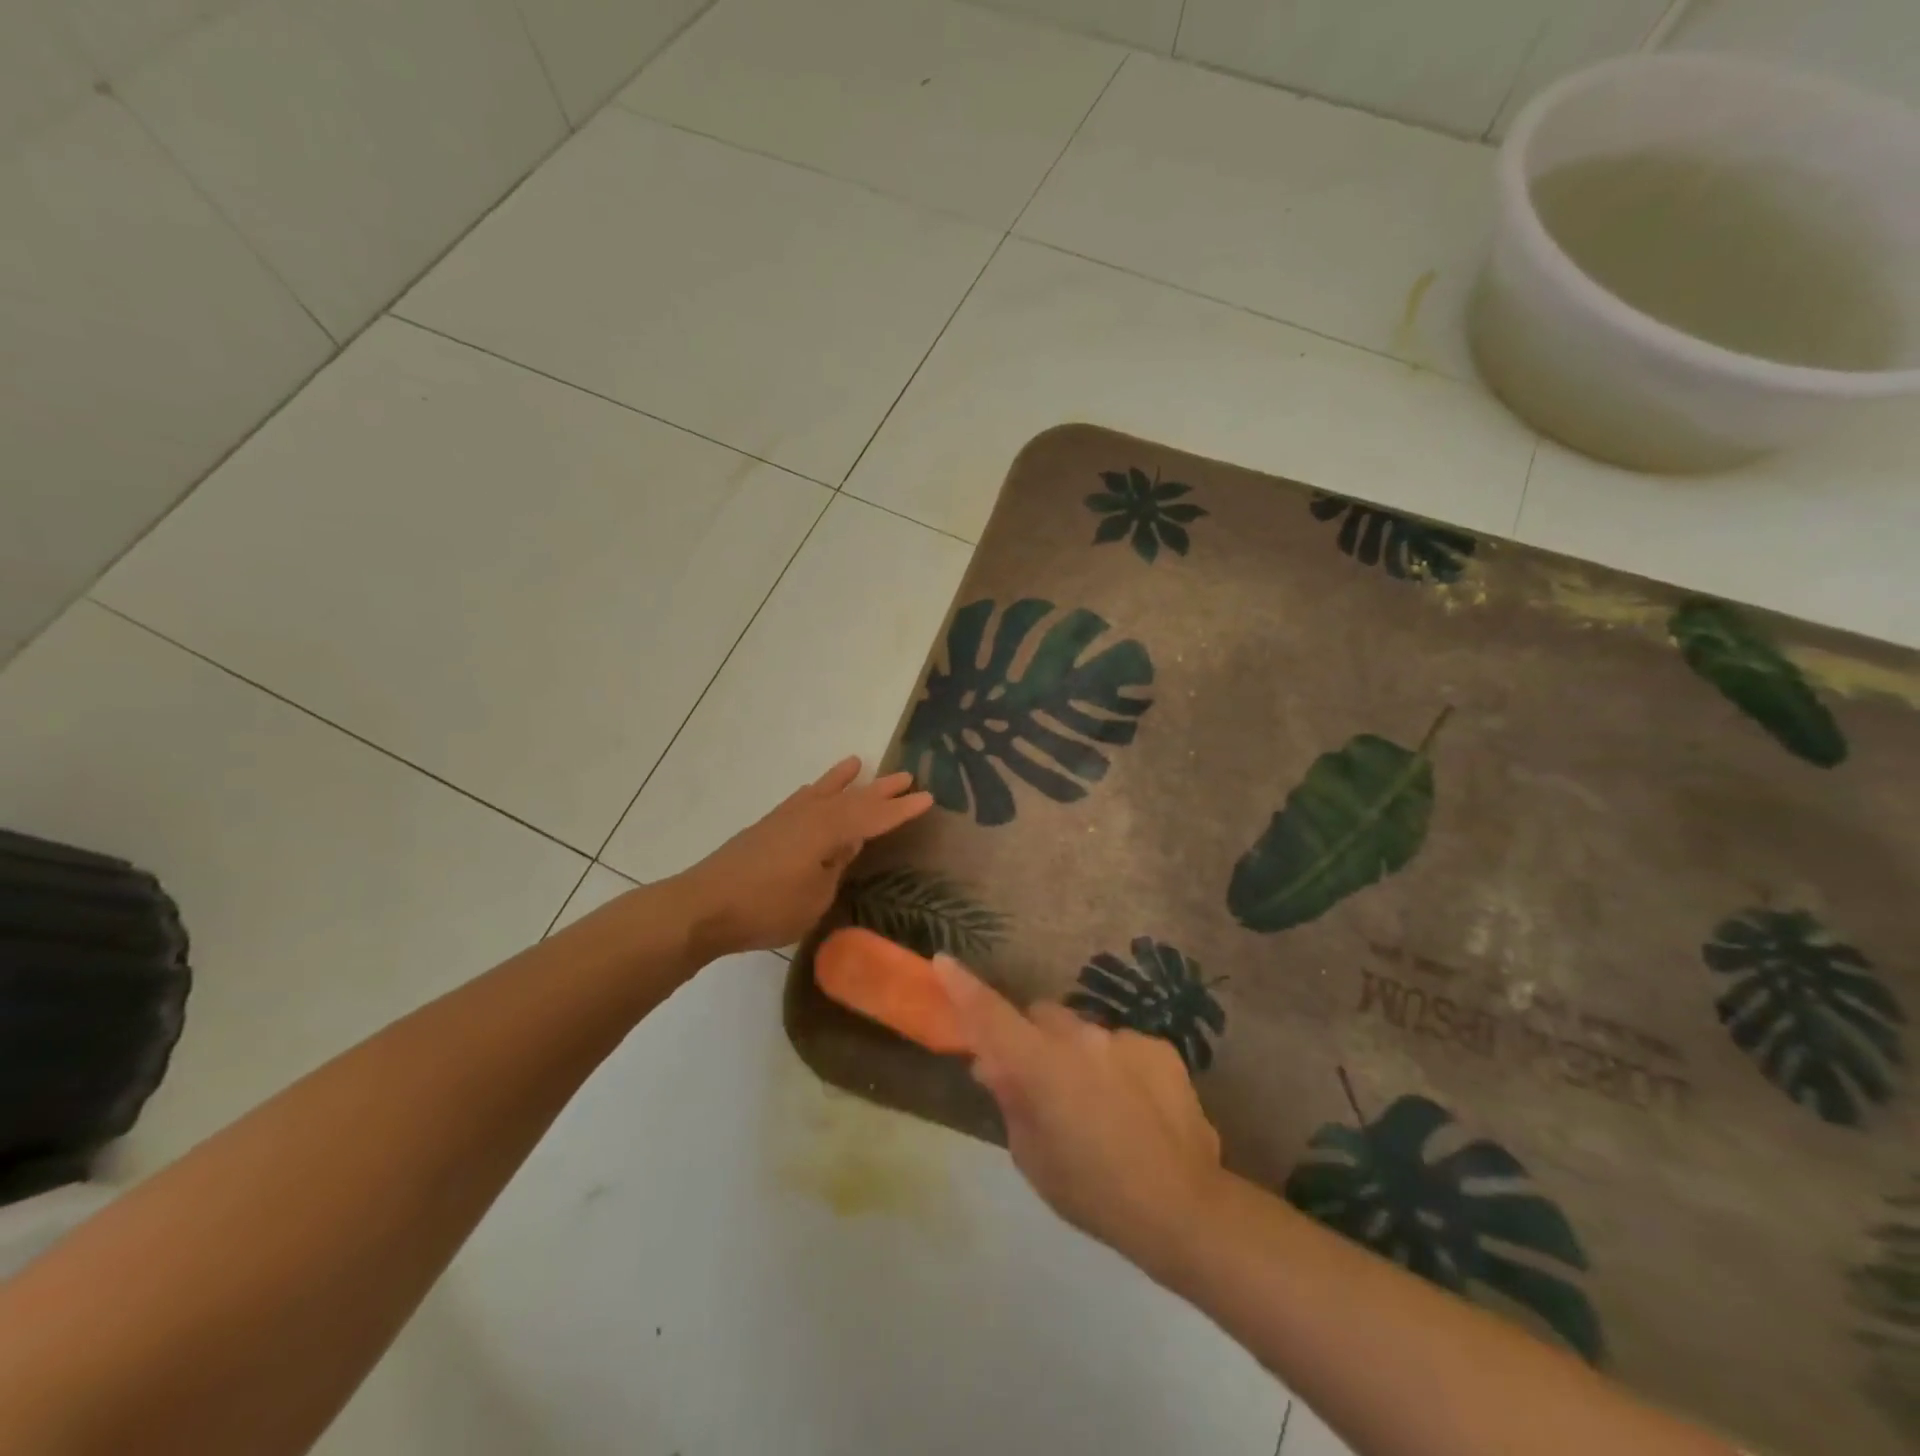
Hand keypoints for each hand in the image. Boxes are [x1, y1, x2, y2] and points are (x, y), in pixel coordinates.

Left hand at [670, 757, 932, 958]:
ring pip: (824, 792)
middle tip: (907, 777)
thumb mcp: (815, 897)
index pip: (874, 818)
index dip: (901, 810)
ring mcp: (785, 818)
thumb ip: (835, 867)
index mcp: (828, 831)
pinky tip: (815, 791)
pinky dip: (815, 792)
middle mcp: (810, 816)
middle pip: (853, 799)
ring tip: (859, 763)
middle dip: (881, 791)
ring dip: (845, 781)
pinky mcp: (767, 827)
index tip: (927, 798)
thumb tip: (845, 846)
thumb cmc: (767, 907)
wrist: (704, 905)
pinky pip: (802, 799)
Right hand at [933, 957, 1223, 1271]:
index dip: (963, 986)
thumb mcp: (1032, 1156)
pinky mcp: (1158, 1047)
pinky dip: (1117, 1066)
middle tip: (1039, 1079)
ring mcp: (1123, 1038)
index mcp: (1041, 1064)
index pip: (991, 1014)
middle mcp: (1080, 1036)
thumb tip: (996, 1065)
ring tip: (1097, 1105)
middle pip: (1041, 1016)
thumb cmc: (1093, 1192)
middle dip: (1033, 1037)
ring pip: (1084, 1032)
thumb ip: (1012, 1100)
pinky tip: (1135, 1108)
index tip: (943, 961)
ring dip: (1078, 1055)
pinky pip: (1122, 1046)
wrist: (1182, 1207)